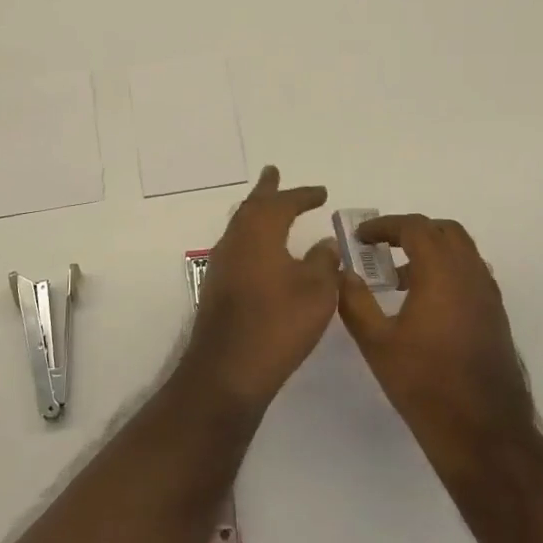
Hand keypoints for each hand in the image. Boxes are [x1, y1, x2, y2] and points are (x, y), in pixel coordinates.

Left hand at [178, 167, 339, 416]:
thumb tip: (325, 243)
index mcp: (259, 233)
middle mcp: (235, 241)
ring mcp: (221, 264)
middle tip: (273, 173)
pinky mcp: (217, 287)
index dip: (303, 196)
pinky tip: (260, 251)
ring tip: (269, 206)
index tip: (321, 192)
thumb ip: (324, 262)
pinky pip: (236, 247)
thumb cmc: (278, 324)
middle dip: (267, 191)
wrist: (227, 369)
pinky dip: (251, 237)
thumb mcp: (316, 292)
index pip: (282, 203)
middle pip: (252, 207)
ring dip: (256, 212)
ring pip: (240, 226)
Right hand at [336, 215, 536, 475]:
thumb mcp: (376, 343)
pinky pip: (471, 275)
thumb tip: (343, 274)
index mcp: (441, 273)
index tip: (361, 237)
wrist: (484, 432)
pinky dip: (448, 272)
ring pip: (462, 252)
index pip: (415, 227)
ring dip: (432, 251)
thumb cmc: (424, 384)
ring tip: (399, 277)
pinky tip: (425, 304)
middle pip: (445, 231)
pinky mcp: (496, 316)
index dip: (385, 226)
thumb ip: (355, 302)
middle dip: (412, 231)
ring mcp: (488, 295)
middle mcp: (471, 274)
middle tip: (382, 247)